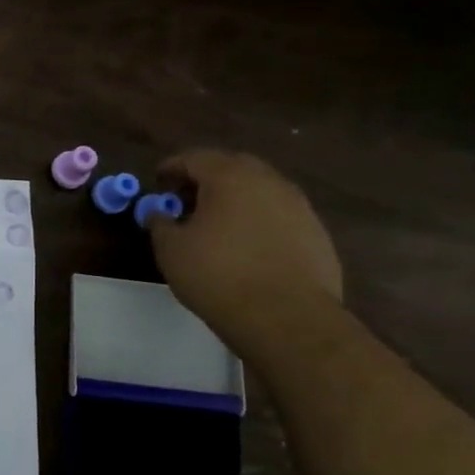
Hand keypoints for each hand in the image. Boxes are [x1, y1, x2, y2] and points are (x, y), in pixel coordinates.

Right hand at [146, 150, 343, 355]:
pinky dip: (258, 221)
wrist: (286, 317)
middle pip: (232, 167)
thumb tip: (159, 214)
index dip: (172, 167)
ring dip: (235, 199)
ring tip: (216, 224)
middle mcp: (269, 182)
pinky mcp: (317, 234)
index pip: (195, 158)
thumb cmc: (218, 275)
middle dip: (206, 178)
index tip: (158, 181)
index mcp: (230, 177)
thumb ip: (160, 223)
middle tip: (186, 199)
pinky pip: (279, 216)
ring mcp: (299, 206)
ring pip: (260, 190)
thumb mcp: (171, 249)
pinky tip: (246, 247)